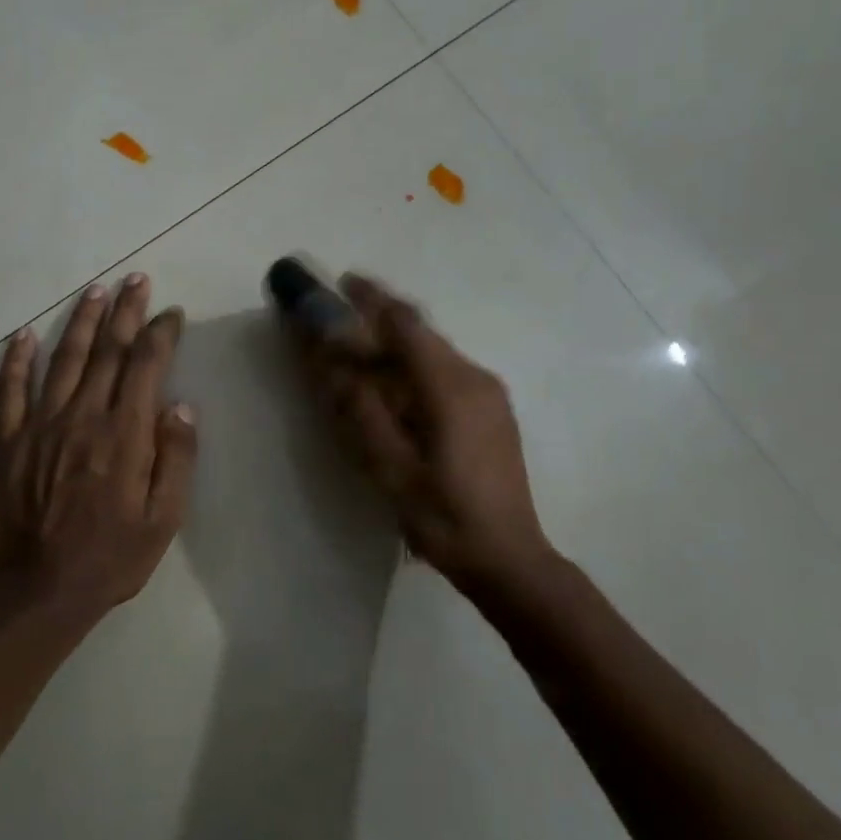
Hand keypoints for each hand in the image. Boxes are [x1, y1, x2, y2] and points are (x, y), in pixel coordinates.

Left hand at [0, 274, 197, 615]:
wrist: (36, 592)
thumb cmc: (110, 559)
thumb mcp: (163, 520)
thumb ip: (176, 459)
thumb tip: (181, 406)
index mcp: (124, 435)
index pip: (145, 366)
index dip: (160, 333)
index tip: (171, 313)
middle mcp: (82, 417)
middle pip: (107, 351)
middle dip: (125, 311)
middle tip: (136, 279)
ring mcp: (40, 426)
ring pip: (63, 359)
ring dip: (81, 322)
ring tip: (95, 291)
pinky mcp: (9, 441)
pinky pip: (10, 390)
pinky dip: (16, 359)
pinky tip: (24, 335)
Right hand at [299, 274, 552, 590]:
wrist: (510, 557)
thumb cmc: (445, 516)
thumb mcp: (391, 468)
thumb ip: (360, 411)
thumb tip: (330, 364)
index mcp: (451, 387)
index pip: (406, 325)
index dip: (372, 299)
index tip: (341, 282)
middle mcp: (475, 377)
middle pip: (421, 334)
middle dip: (380, 319)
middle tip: (340, 315)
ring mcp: (489, 394)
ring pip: (434, 353)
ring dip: (396, 346)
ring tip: (359, 353)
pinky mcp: (493, 412)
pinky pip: (446, 373)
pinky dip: (414, 368)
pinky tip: (394, 390)